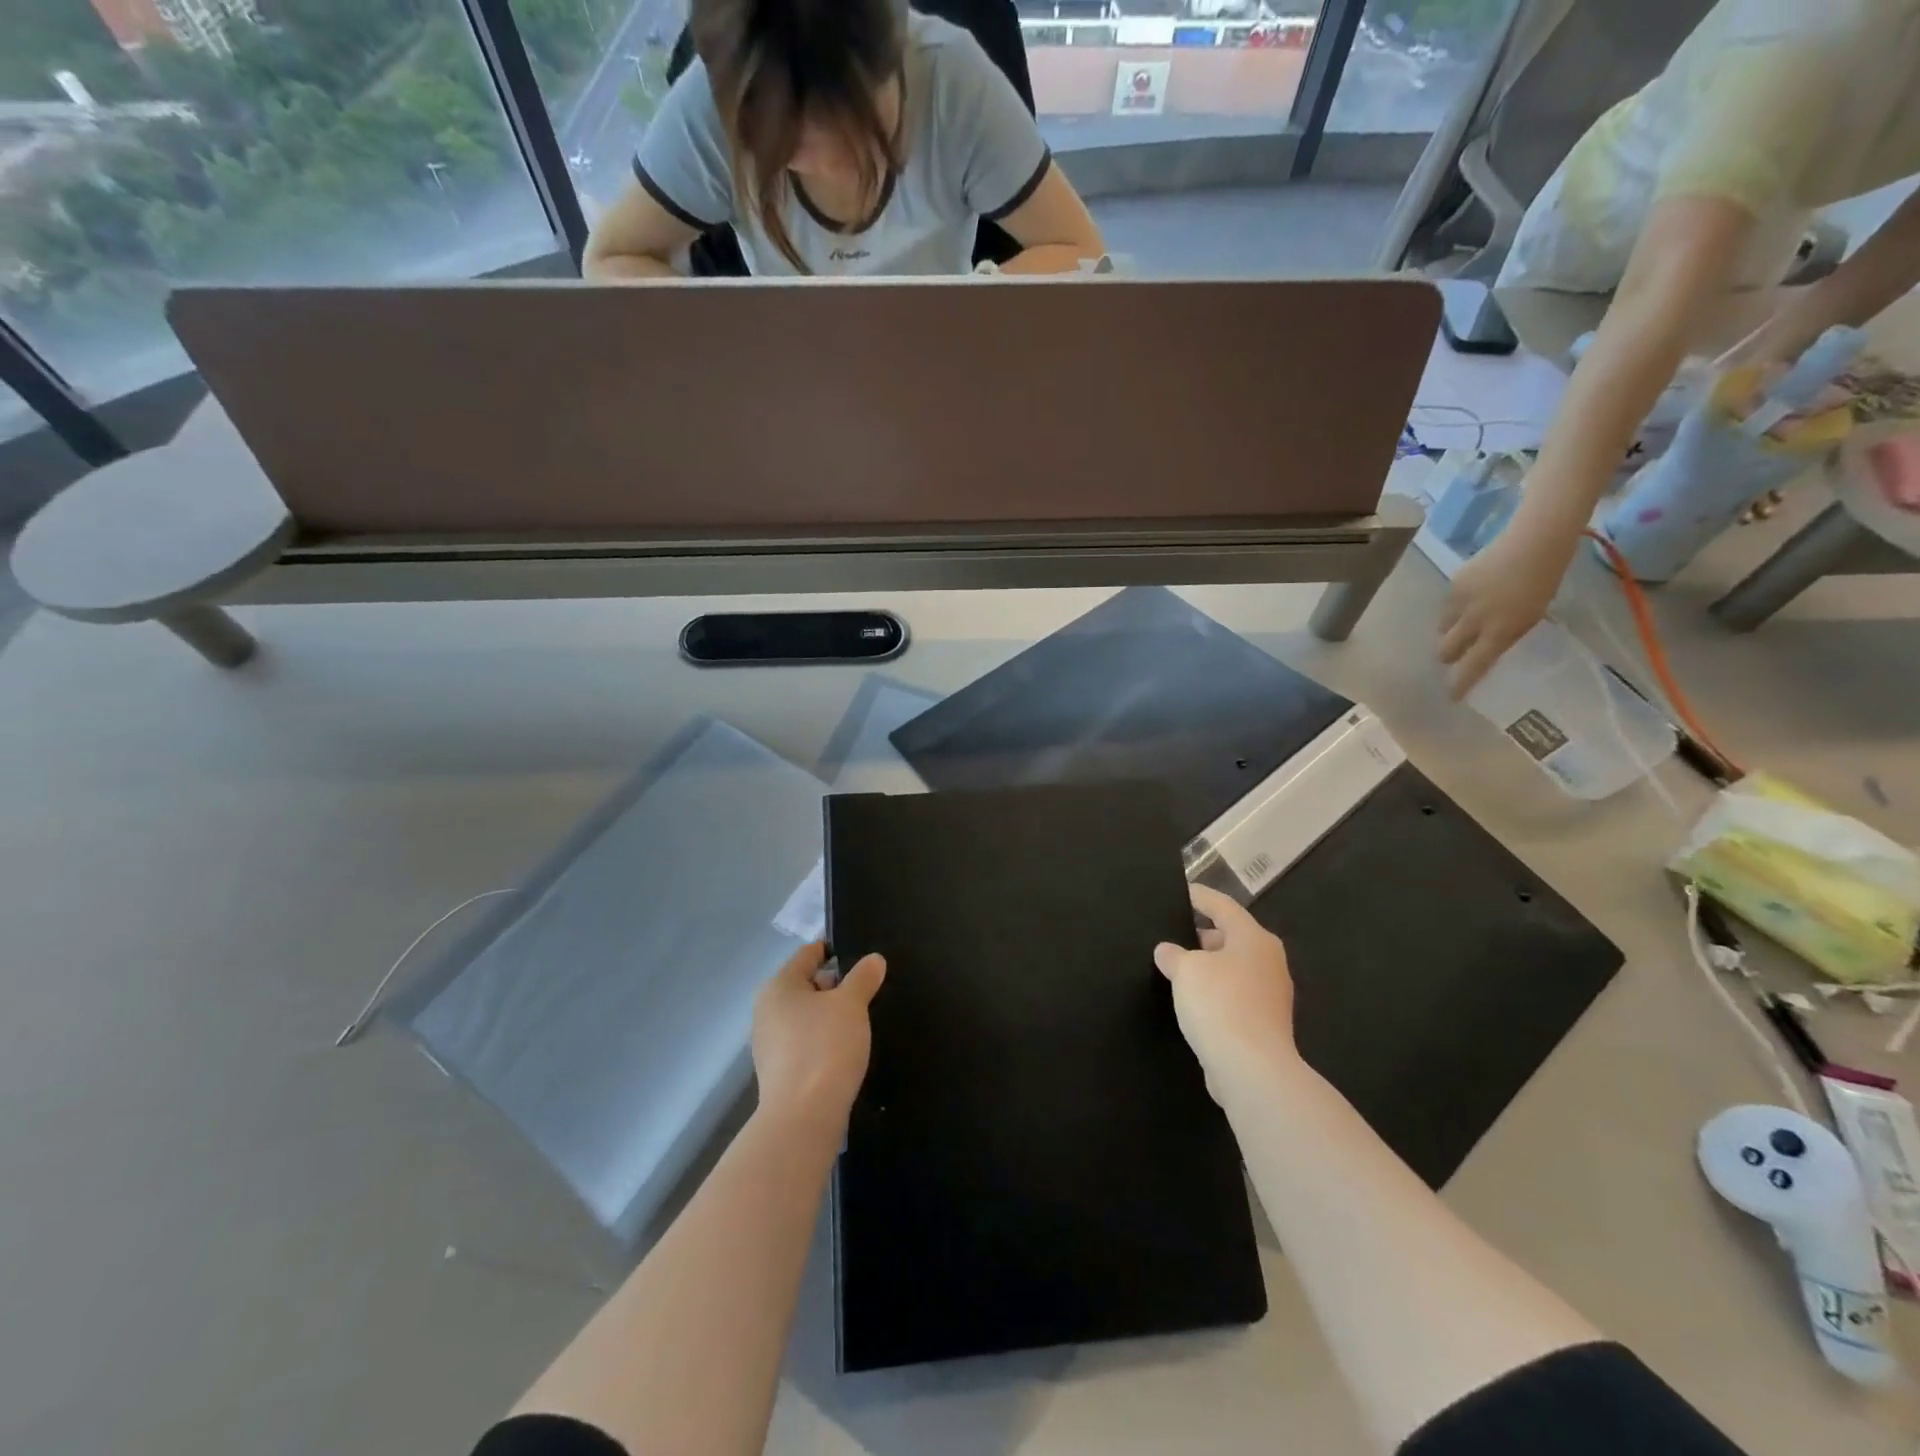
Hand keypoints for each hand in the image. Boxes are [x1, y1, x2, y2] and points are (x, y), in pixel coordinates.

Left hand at [751, 942, 885, 1122]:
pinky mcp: (778, 1071)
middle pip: (806, 984)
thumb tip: (874, 959)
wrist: (804, 1117)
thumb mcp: (851, 1004)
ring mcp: (769, 1043)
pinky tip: (844, 1050)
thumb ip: (863, 977)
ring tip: (859, 1022)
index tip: (861, 956)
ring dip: (830, 1015)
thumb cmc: (825, 1047)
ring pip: (806, 1015)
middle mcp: (767, 1009)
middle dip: (836, 986)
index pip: (808, 954)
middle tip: (866, 992)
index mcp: (779, 986)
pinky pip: (804, 1042)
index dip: (835, 950)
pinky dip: (823, 1040)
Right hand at [1154, 885, 1296, 1100]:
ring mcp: (1270, 995)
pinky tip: (1192, 1002)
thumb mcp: (1186, 970)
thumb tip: (1168, 951)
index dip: (1200, 897)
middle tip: (1173, 934)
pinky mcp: (1264, 1024)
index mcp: (1253, 939)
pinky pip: (1234, 996)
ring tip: (1177, 968)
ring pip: (1233, 968)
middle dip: (1202, 935)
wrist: (1252, 1069)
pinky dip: (1215, 993)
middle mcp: (1268, 962)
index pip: (1223, 906)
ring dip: (1208, 967)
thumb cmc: (1220, 1004)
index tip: (1182, 892)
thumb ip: (1173, 955)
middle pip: (1232, 937)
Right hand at [1438, 525, 1571, 698]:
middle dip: (1448, 656)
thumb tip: (1486, 648)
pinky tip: (1469, 599)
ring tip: (1463, 623)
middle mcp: (1474, 621)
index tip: (1452, 696)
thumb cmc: (1544, 581)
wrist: (1535, 542)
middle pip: (1446, 650)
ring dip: (1450, 631)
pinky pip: (1446, 607)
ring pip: (1442, 628)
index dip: (1461, 683)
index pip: (1474, 666)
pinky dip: (1453, 609)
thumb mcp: (1532, 616)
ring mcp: (1460, 603)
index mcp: (1500, 632)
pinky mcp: (1453, 586)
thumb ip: (1506, 634)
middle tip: (1455, 655)